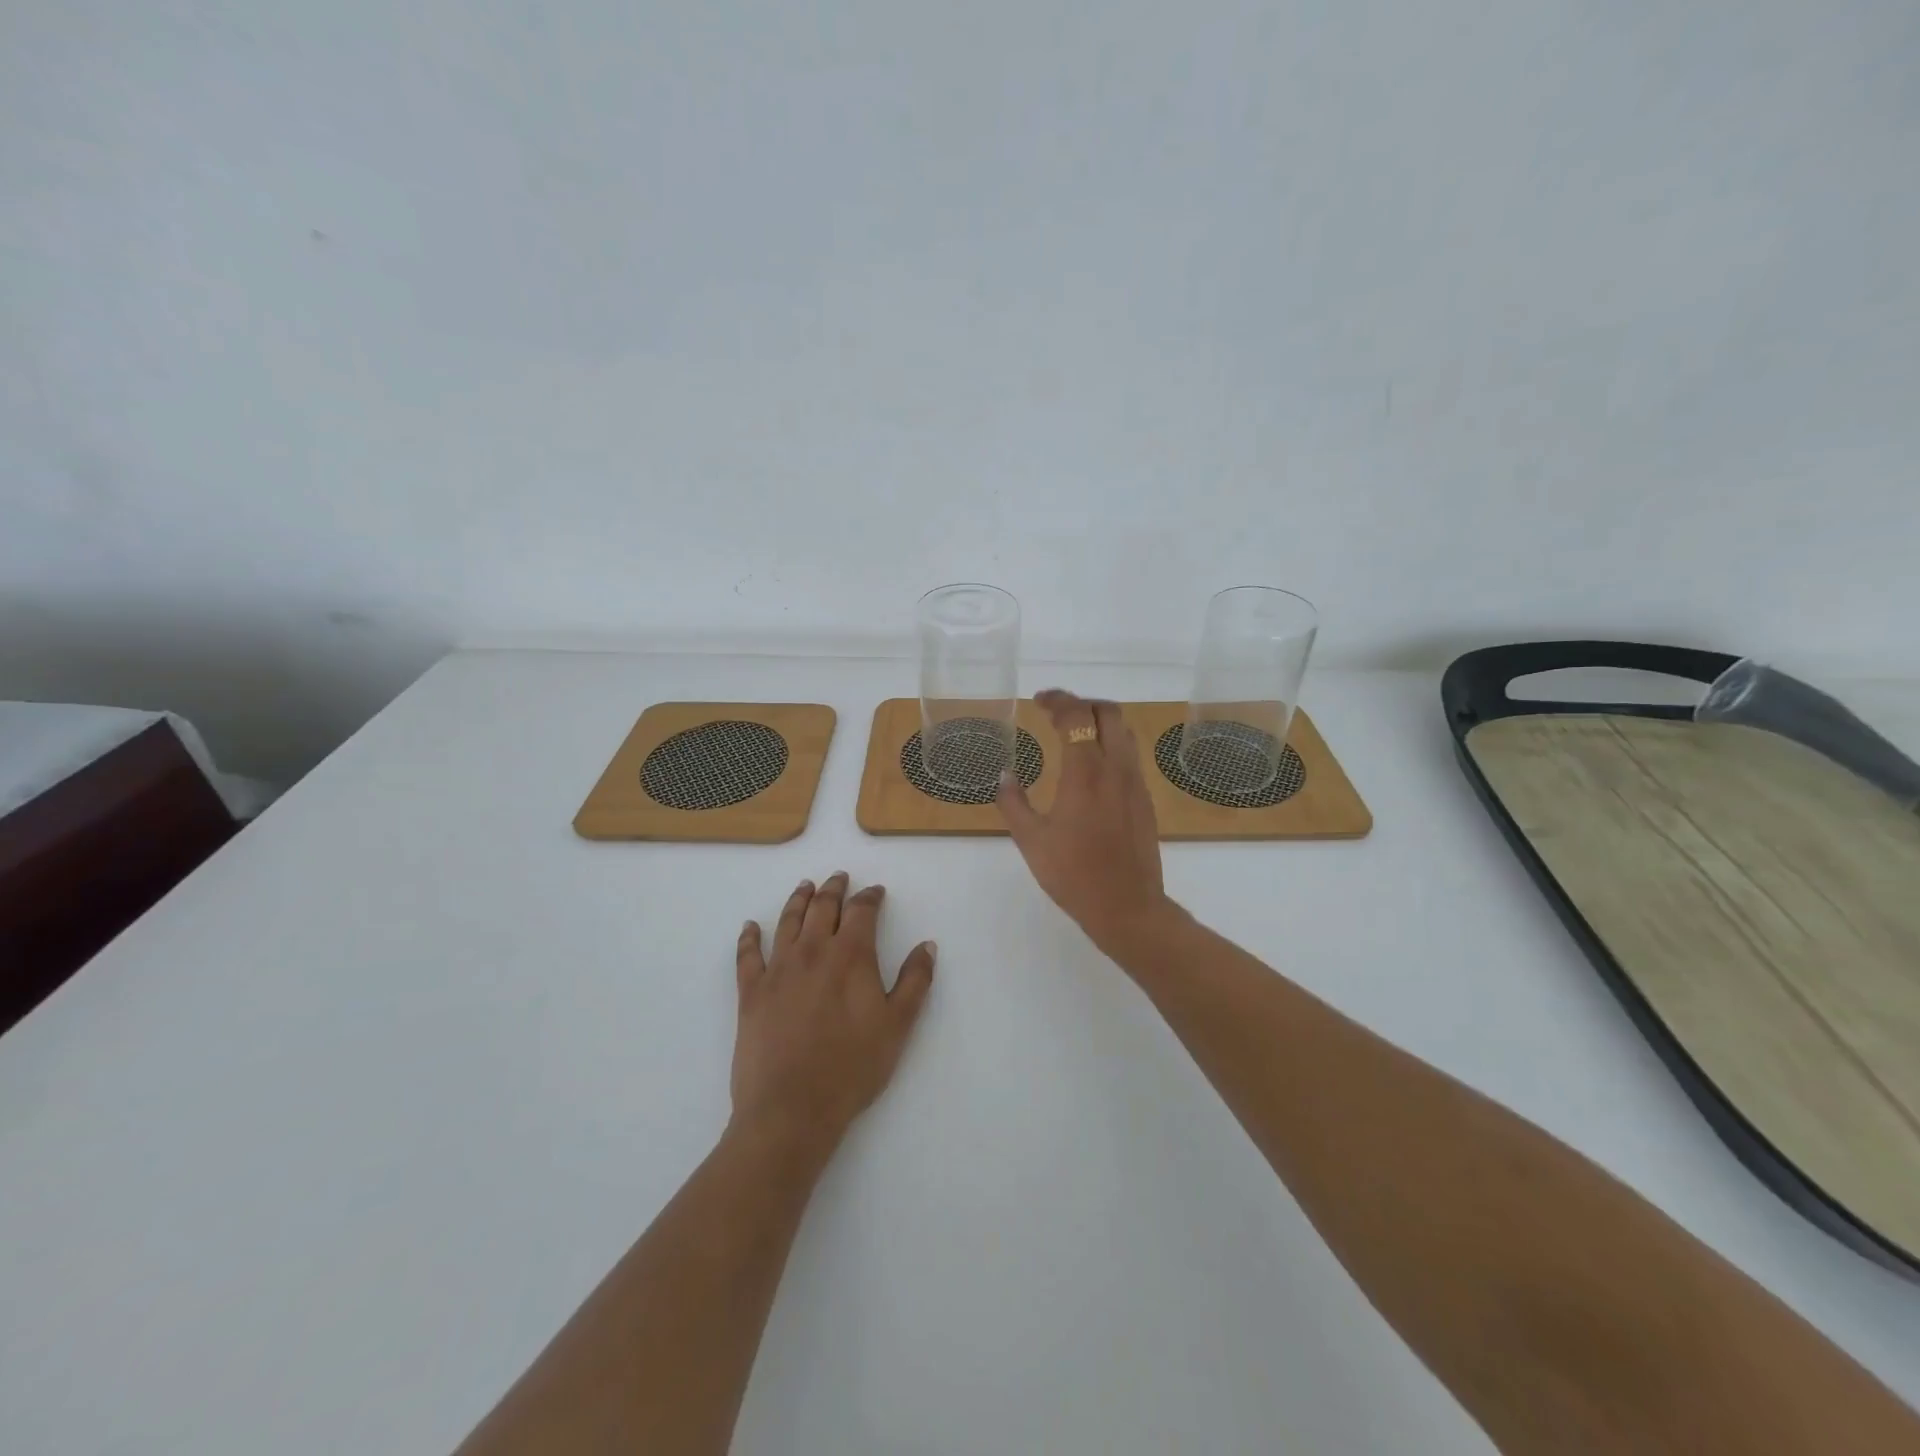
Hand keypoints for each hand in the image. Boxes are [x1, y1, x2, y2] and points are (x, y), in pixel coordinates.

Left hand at [731, 872, 935, 1156]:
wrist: (791, 1108)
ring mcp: (778, 969)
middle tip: (840, 877)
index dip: (870, 897)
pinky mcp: (751, 992)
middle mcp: (812, 951)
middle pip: (823, 907)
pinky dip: (749, 937)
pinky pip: (748, 955)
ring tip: (805, 886)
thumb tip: (927, 946)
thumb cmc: (852, 1067)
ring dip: (798, 900)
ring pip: (787, 921)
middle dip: (834, 889)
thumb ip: (915, 981)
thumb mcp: (897, 1026)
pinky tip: (750, 926)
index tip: (876, 891)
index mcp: (850, 955)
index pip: (862, 911)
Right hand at [996, 690, 1172, 957]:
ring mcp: (1135, 783)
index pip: (1077, 716)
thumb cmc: (1073, 875)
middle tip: (1056, 713)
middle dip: (1082, 703)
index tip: (1039, 701)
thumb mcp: (1031, 841)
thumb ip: (1014, 803)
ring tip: (1075, 733)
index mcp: (1085, 773)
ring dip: (1100, 721)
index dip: (1058, 700)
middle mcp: (1115, 768)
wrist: (1127, 907)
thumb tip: (1004, 776)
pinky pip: (1130, 755)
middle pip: (1108, 712)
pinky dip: (1111, 744)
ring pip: (1125, 731)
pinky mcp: (1144, 799)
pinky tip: (1092, 767)